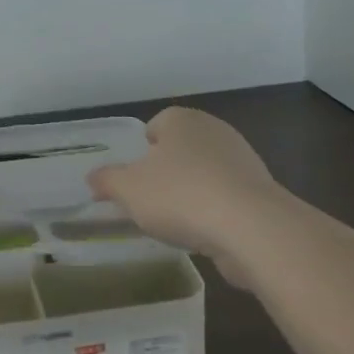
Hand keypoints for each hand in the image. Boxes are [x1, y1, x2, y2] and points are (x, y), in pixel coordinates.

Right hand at [87, 108, 278, 278]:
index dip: (141, 150)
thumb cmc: (181, 195)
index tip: (133, 178)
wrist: (251, 228)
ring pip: (204, 174)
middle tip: (148, 200)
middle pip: (180, 149)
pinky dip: (213, 211)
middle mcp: (214, 131)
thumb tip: (93, 178)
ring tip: (175, 222)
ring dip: (190, 193)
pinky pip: (226, 197)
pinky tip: (203, 233)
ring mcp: (242, 160)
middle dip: (165, 172)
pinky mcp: (260, 192)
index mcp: (182, 120)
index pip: (156, 125)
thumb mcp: (128, 189)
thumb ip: (107, 180)